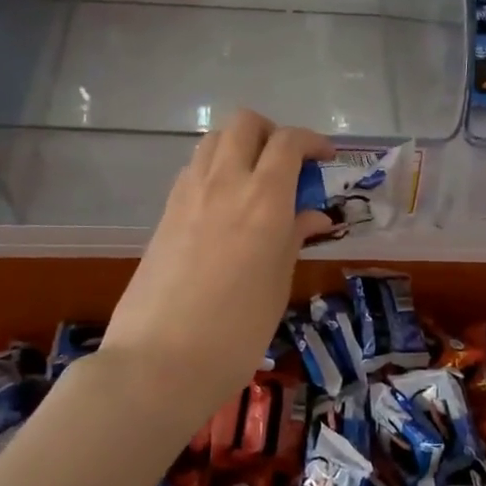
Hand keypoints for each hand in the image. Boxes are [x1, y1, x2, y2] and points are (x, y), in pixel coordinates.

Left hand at [99, 109, 334, 418]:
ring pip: (214, 140)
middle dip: (272, 133)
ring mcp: (188, 194)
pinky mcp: (165, 212)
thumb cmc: (237, 331)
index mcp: (264, 198)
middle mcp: (225, 182)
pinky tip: (225, 206)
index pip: (289, 142)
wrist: (159, 361)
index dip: (312, 141)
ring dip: (240, 146)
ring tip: (256, 182)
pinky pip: (194, 169)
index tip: (325, 159)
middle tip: (288, 165)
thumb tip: (312, 216)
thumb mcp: (278, 284)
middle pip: (245, 123)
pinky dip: (215, 169)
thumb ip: (294, 238)